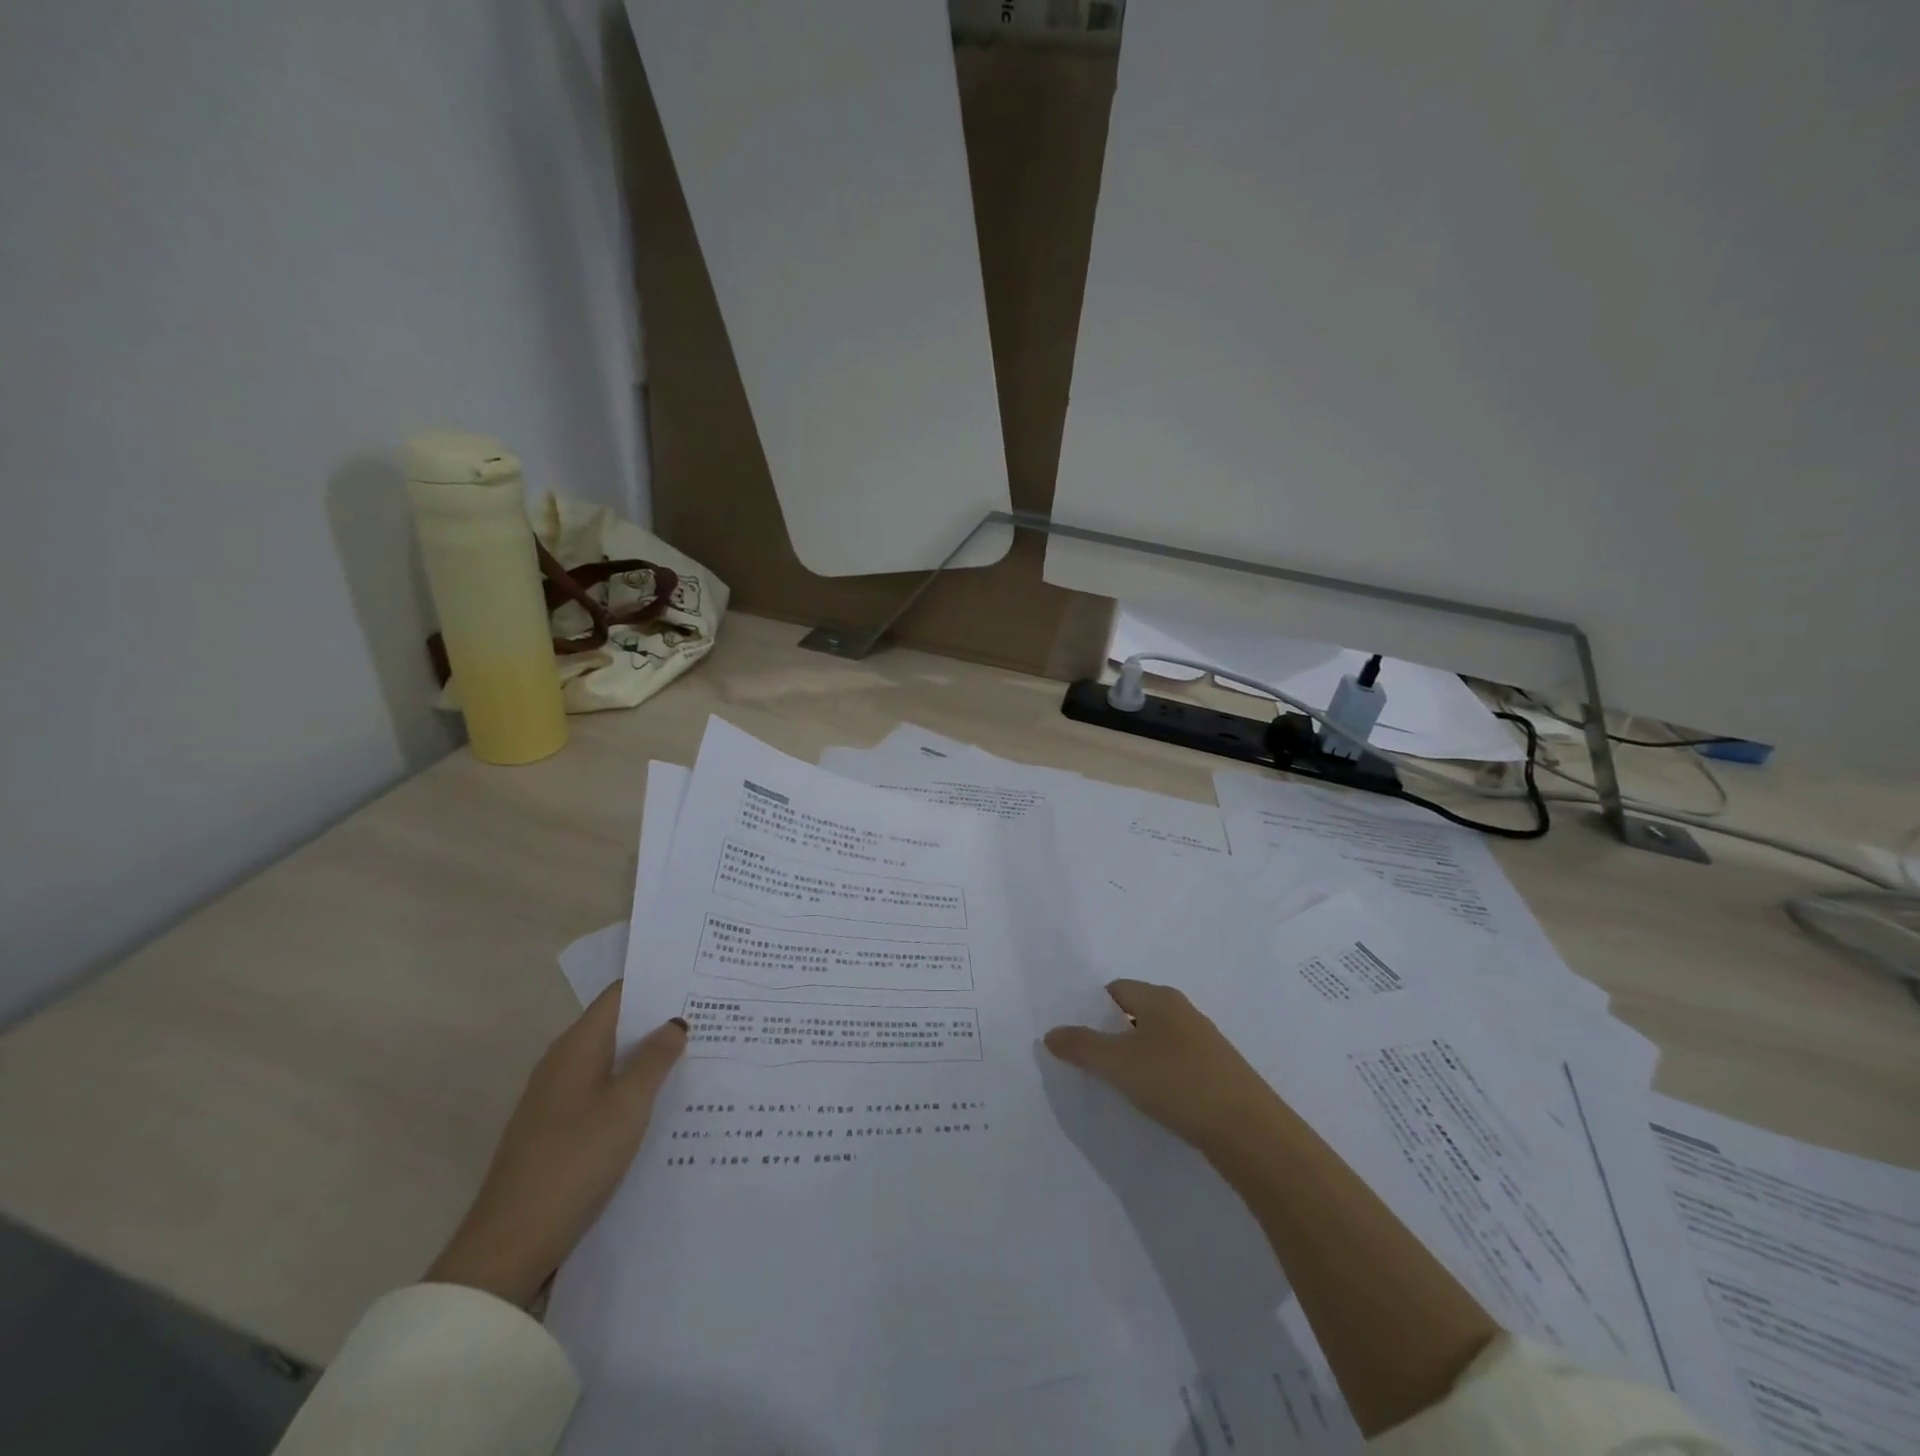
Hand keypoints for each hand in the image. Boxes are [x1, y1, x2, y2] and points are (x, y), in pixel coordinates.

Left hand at [425, 982, 686, 1306]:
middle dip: (659, 1020)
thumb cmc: (574, 1161)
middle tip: (711, 1016)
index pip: (619, 995)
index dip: (657, 984)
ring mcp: (557, 1098)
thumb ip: (654, 1060)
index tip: (699, 980)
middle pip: (617, 1026)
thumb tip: (675, 1022)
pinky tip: (663, 1102)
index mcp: (576, 1047)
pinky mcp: (558, 1130)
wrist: (510, 1245)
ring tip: (698, 1054)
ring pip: (612, 1061)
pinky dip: (633, 1087)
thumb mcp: (627, 1106)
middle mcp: (563, 1063)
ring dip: (648, 1057)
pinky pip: (603, 1091)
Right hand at [1043, 979, 1280, 1154]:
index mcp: (1159, 998)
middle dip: (1110, 1034)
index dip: (1091, 1009)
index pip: (1115, 990)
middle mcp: (1182, 1011)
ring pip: (1156, 1041)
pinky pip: (1174, 1064)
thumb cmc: (1177, 1082)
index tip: (1073, 1035)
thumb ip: (1081, 1046)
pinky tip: (1151, 1101)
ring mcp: (1204, 1043)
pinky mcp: (1217, 1073)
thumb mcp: (1118, 1064)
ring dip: (1134, 1057)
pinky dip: (1157, 1076)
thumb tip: (1050, 1033)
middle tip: (1086, 1061)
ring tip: (1114, 1084)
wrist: (1250, 1131)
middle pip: (1135, 1014)